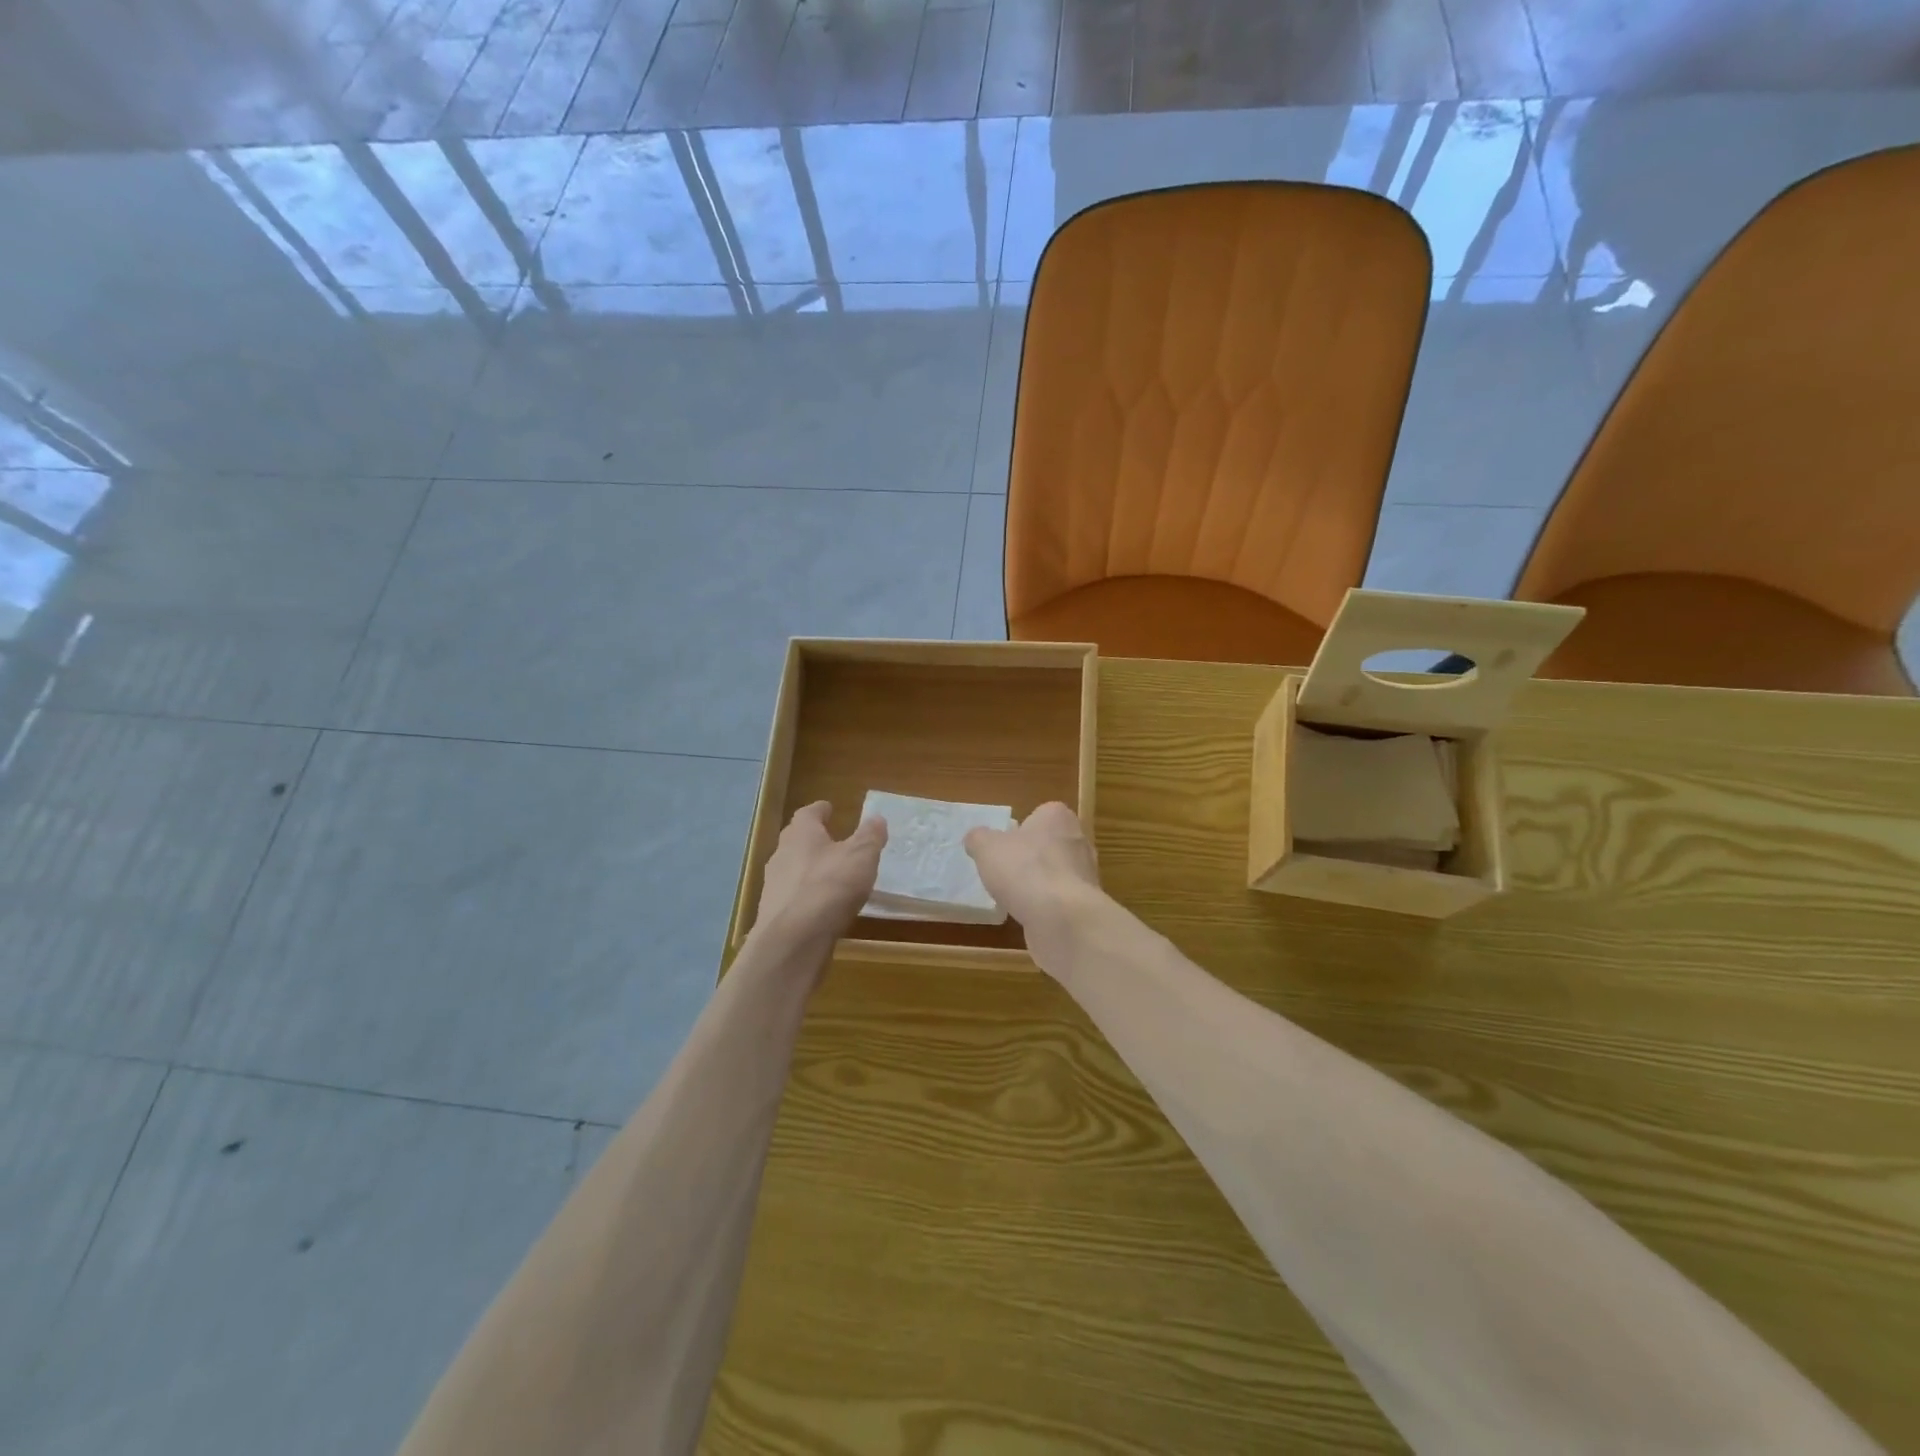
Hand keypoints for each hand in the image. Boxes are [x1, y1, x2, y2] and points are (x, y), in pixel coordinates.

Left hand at [753, 802, 886, 945]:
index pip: (808, 814)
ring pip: (793, 869)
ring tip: (831, 875)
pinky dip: (807, 896)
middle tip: (831, 839)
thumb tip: (876, 818)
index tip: (829, 808)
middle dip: (813, 839)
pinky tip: (822, 906)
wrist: (793, 940)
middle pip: (796, 840)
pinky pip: (793, 897)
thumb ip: (870, 836)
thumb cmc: (830, 887)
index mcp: (801, 834)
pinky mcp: (774, 914)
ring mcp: (774, 886)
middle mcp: (782, 855)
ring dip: (809, 869)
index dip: (820, 810)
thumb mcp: (861, 856)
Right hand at [963, 802, 1103, 968]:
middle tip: (1005, 870)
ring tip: (1014, 896)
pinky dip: (1046, 905)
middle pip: (1048, 844)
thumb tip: (976, 838)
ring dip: (1038, 883)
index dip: (1020, 830)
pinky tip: (1030, 914)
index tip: (1004, 846)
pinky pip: (1061, 898)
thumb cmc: (1024, 870)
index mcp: (1057, 816)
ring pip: (1056, 872)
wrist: (1061, 918)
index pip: (1039, 814)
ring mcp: (1086, 873)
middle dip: (1030, 856)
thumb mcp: (986, 847)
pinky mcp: (1086, 903)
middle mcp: (1078, 839)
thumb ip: (978, 838)